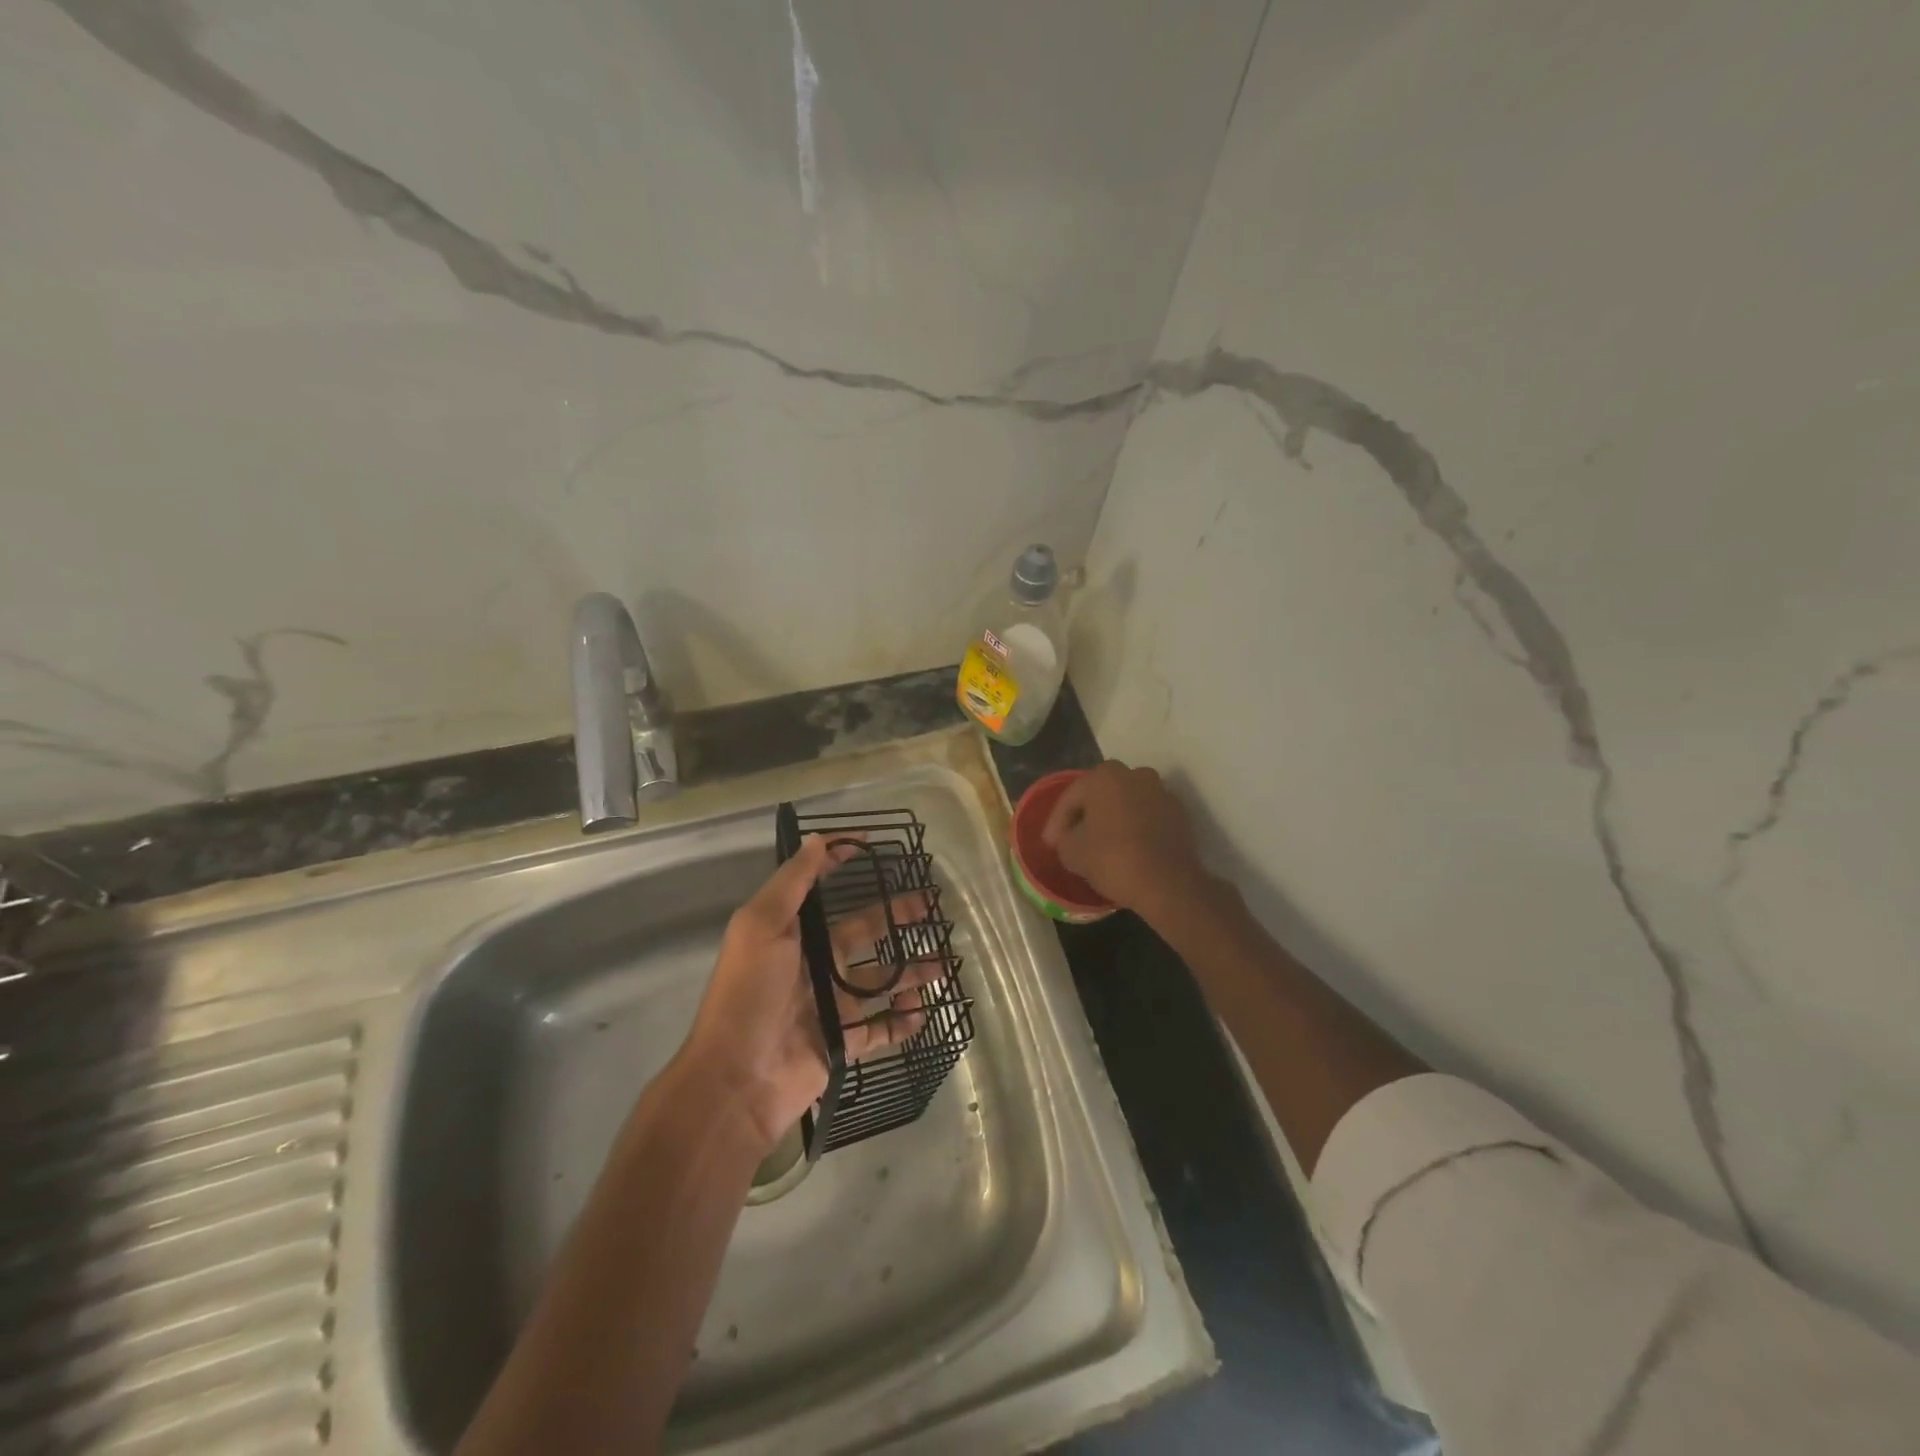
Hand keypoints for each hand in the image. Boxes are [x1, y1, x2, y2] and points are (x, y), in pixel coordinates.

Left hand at [677, 835, 937, 1151]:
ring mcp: (829, 1004)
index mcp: (791, 933)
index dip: (840, 864)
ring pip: (879, 979)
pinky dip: (902, 1021)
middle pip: (863, 931)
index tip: (873, 846)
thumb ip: (793, 883)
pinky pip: (880, 1027)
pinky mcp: (842, 1042)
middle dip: (896, 917)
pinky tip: (923, 1010)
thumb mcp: (762, 926)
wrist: (736, 1080)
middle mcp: (813, 963)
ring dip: (910, 970)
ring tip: (942, 962)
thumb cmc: (749, 994)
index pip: (821, 890)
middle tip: (932, 907)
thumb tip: (817, 839)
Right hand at [1041, 760, 1212, 919]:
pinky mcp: (1180, 814)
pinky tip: (1128, 848)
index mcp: (1105, 776)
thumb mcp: (1071, 851)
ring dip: (1114, 819)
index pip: (1072, 796)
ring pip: (1127, 803)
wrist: (1167, 883)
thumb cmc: (1112, 859)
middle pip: (1101, 794)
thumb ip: (1064, 837)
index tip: (1050, 844)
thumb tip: (1069, 838)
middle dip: (1087, 814)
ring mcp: (1162, 792)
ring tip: (1102, 843)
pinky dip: (1136, 828)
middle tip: (1074, 838)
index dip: (1057, 821)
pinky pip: (1148, 817)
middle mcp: (1135, 775)